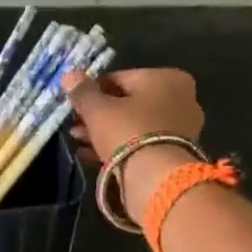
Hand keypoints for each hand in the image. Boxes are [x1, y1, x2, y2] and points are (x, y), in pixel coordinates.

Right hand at [62, 68, 205, 207]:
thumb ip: (83, 91)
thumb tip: (69, 74)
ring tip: (78, 140)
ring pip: (134, 125)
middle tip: (75, 125)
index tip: (76, 105)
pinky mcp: (176, 152)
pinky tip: (92, 154)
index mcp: (166, 77)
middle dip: (99, 114)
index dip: (93, 91)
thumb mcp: (98, 110)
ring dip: (105, 131)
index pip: (120, 78)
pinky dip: (119, 146)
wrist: (156, 177)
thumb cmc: (128, 131)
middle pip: (128, 103)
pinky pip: (141, 143)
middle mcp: (181, 98)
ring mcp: (182, 127)